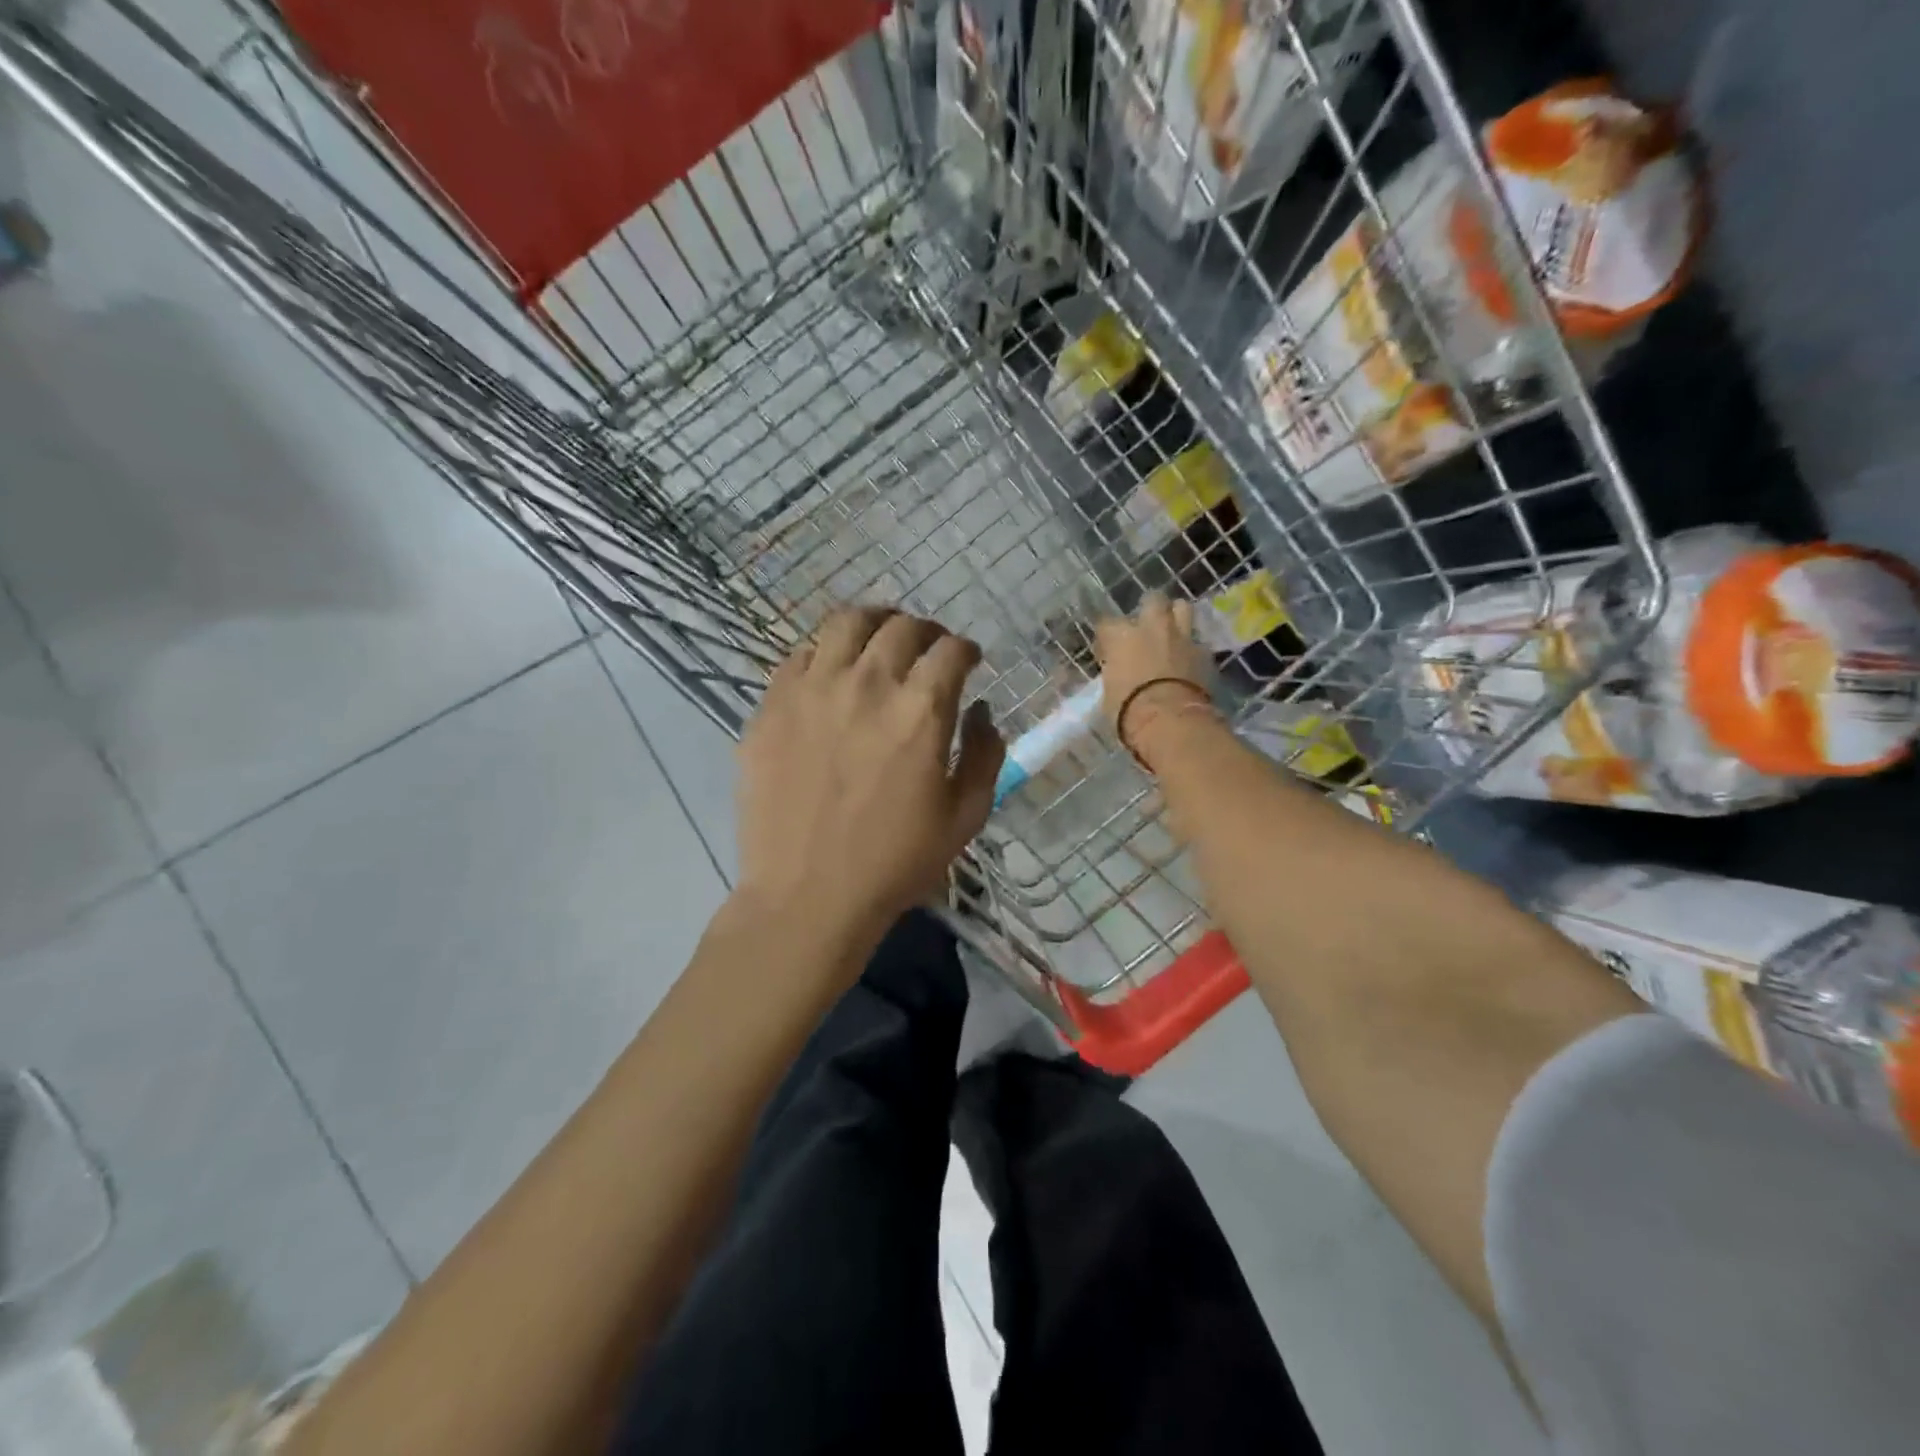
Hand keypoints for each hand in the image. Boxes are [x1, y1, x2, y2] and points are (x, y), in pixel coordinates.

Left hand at [735, 606, 1004, 945]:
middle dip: (925, 632)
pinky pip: (799, 655)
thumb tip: (981, 711)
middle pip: (902, 626)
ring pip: (846, 622)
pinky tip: (830, 675)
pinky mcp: (771, 706)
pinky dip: (824, 654)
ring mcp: (811, 690)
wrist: (807, 896)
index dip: (966, 650)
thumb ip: (984, 754)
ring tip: (878, 641)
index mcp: (920, 709)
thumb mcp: (965, 817)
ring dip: (873, 624)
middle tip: (927, 651)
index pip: (951, 649)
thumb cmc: (895, 862)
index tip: (967, 662)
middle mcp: (867, 683)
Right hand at [1095, 593, 1214, 764]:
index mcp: (1121, 636)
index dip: (1108, 636)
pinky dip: (1193, 650)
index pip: (1107, 623)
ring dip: (1177, 617)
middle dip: (1150, 609)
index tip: (1108, 650)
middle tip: (1147, 627)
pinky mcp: (1204, 653)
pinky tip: (1190, 662)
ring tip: (1173, 633)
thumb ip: (1116, 673)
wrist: (1170, 722)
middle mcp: (1151, 627)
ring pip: (1183, 607)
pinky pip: (1198, 643)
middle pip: (1152, 600)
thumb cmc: (1128, 711)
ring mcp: (1181, 637)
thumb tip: (1120, 672)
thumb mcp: (1109, 691)